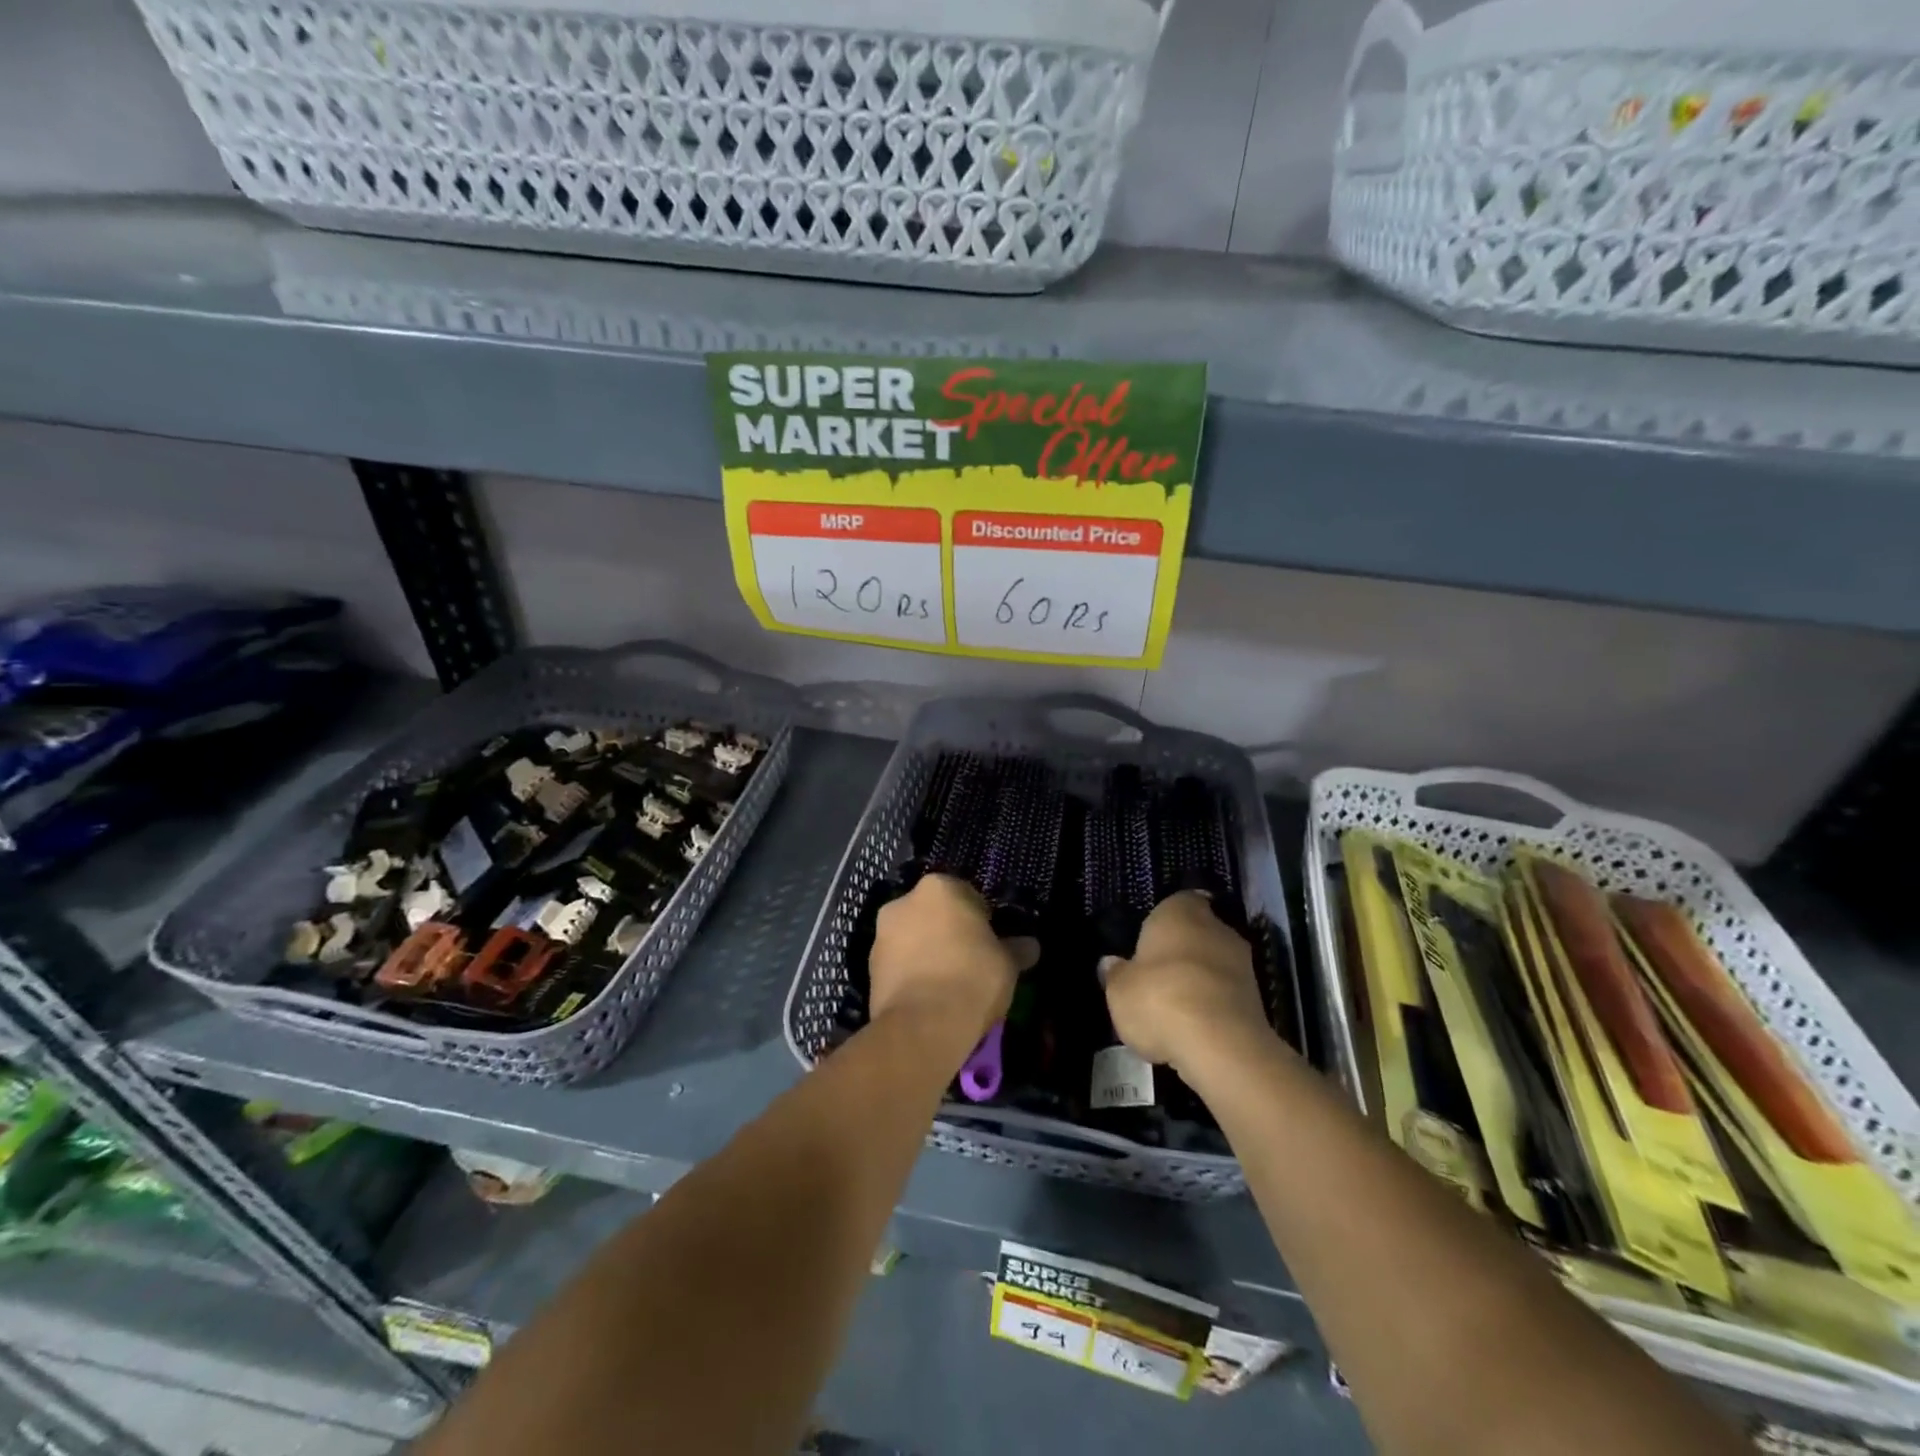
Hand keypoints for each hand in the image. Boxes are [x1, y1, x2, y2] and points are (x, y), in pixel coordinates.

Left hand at [869, 875, 1035, 1050]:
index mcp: (939, 887)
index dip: (981, 919)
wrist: (922, 1026)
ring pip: (914, 937)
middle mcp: (904, 901)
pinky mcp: (868, 966)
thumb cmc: (971, 979)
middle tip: (970, 961)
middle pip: (934, 914)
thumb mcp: (1007, 964)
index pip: (966, 895)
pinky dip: (912, 973)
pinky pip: (899, 963)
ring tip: (948, 984)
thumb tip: (1030, 946)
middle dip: (949, 932)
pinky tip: (929, 997)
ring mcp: (882, 934)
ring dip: (928, 952)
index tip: (990, 943)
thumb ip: (1017, 949)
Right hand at [1101, 891, 1271, 1074]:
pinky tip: (1195, 1027)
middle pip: (1197, 932)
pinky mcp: (1258, 998)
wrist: (1221, 1045)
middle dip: (1181, 951)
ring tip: (1174, 1007)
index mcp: (1180, 912)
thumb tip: (1111, 963)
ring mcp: (1243, 962)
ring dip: (1199, 979)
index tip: (1150, 940)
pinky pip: (1227, 993)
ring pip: (1214, 964)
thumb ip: (1115, 973)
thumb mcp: (1119, 989)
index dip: (1163, 921)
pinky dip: (1213, 1004)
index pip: (1176, 902)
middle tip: (1157, 975)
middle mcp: (1216, 927)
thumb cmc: (1160, 998)